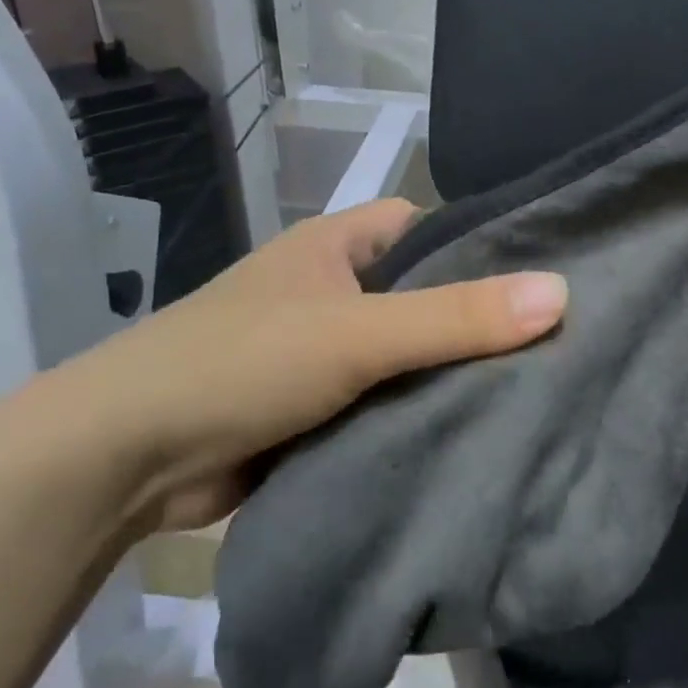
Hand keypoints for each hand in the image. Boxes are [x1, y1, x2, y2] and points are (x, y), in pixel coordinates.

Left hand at [56, 200, 568, 530]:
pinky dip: (419, 420)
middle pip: (424, 297)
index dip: (482, 246)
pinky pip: (386, 406)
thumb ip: (455, 317)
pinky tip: (477, 440)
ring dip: (450, 378)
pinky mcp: (318, 412)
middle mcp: (333, 292)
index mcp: (337, 248)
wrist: (126, 458)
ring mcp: (324, 355)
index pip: (428, 228)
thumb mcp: (356, 333)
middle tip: (558, 346)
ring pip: (408, 357)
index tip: (544, 277)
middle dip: (477, 322)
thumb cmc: (242, 364)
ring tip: (538, 395)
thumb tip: (561, 293)